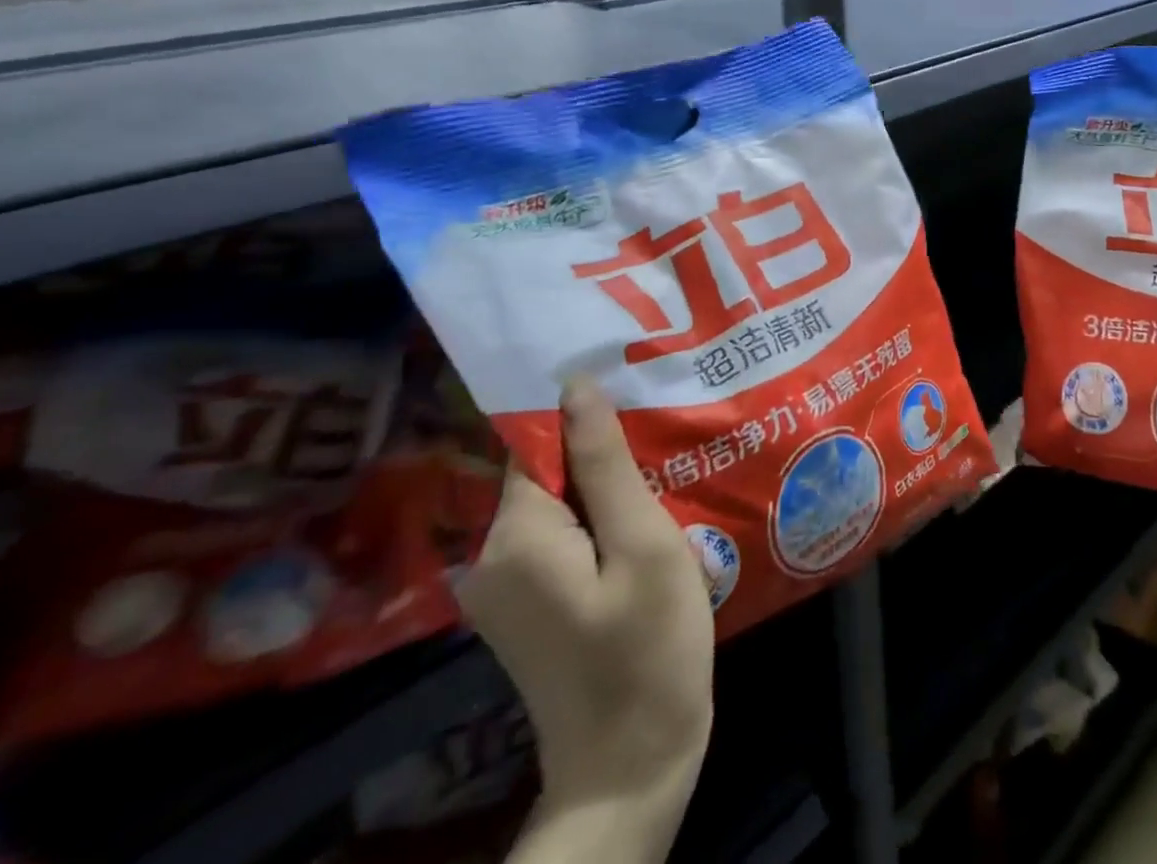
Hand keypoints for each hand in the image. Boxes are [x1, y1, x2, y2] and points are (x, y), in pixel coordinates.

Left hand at [460, 384, 713, 861]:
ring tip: (665, 475)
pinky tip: (646, 524)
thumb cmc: (649, 649)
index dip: (587, 416)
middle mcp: (491, 558)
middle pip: (548, 472)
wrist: (630, 770)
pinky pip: (562, 535)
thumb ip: (605, 463)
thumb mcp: (642, 544)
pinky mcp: (527, 605)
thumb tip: (575, 387)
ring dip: (608, 488)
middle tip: (665, 441)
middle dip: (604, 453)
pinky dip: (601, 521)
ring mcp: (505, 587)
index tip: (638, 399)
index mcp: (514, 538)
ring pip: (560, 502)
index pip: (538, 444)